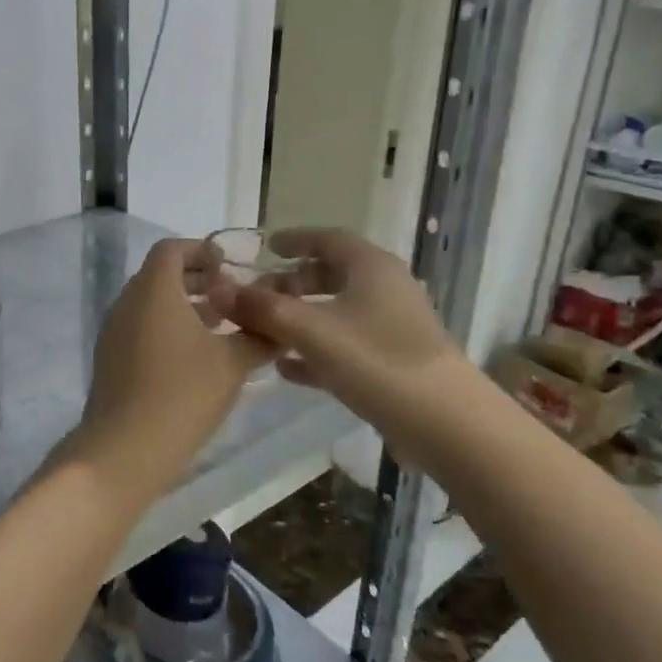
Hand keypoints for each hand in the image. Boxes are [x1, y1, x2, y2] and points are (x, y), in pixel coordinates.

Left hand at [57, 239, 272, 509]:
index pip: (171, 249)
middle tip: (232, 297)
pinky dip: (166, 328)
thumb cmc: (182, 394)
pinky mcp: (110, 358)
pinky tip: (195, 357)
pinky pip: (140, 327)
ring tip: (222, 328)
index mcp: (153, 290)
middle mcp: (126, 302)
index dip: (202, 250)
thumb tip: (279, 326)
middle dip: (198, 280)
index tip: (230, 267)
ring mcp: (113, 331)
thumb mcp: (232, 363)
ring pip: (150, 303)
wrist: (125, 448)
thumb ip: (258, 336)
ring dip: (184, 306)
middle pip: (160, 275)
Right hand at [206, 228, 473, 468]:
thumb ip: (261, 309)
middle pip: (330, 275)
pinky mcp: (391, 362)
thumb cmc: (375, 360)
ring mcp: (390, 327)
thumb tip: (217, 290)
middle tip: (257, 296)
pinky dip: (314, 349)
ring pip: (335, 312)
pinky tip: (284, 367)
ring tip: (261, 331)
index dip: (294, 239)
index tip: (265, 248)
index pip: (328, 239)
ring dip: (298, 318)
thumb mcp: (310, 330)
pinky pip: (343, 345)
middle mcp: (384, 289)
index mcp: (370, 267)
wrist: (444, 422)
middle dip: (291, 284)